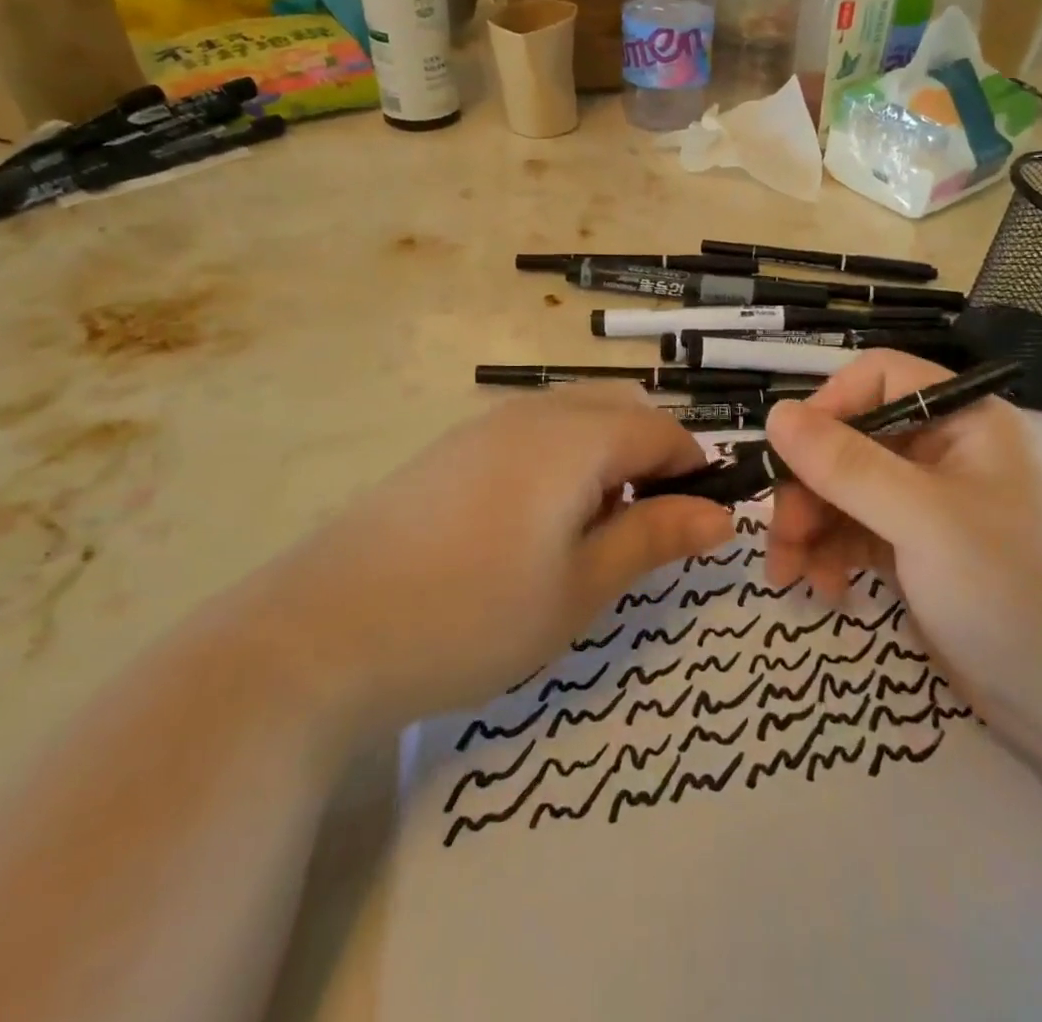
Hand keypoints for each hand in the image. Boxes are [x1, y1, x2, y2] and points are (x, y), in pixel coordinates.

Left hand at [263, 385, 732, 726]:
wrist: (319, 633)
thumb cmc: (471, 615)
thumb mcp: (580, 588)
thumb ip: (654, 538)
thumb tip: (722, 514)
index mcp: (576, 437)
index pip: (663, 430)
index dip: (694, 471)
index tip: (696, 526)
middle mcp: (534, 413)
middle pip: (621, 409)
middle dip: (650, 457)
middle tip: (639, 530)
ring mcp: (485, 426)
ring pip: (575, 418)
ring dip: (604, 458)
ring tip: (585, 534)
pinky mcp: (451, 449)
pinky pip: (531, 434)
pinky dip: (559, 462)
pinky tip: (528, 527)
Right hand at [764, 351, 1041, 755]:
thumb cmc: (1010, 591)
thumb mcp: (922, 519)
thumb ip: (845, 465)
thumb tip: (775, 413)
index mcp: (963, 421)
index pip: (880, 378)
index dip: (830, 405)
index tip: (790, 452)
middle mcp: (944, 452)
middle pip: (852, 440)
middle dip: (809, 486)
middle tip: (781, 536)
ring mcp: (928, 504)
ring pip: (846, 490)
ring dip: (810, 526)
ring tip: (788, 574)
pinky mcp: (917, 550)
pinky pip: (856, 532)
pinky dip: (832, 554)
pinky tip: (823, 589)